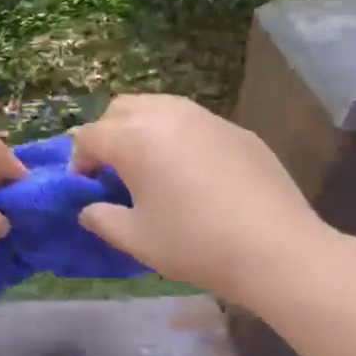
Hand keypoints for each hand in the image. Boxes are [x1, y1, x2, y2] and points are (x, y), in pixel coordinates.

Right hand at [70, 93, 331, 307]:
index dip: (79, 161)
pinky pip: (194, 122)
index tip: (85, 187)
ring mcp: (205, 117)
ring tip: (150, 166)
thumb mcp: (136, 239)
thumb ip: (102, 219)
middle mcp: (166, 115)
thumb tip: (88, 209)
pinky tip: (193, 174)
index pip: (89, 136)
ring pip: (159, 107)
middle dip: (108, 133)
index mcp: (133, 138)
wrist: (276, 248)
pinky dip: (179, 137)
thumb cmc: (194, 243)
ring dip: (143, 129)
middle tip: (113, 170)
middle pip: (121, 109)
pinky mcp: (236, 129)